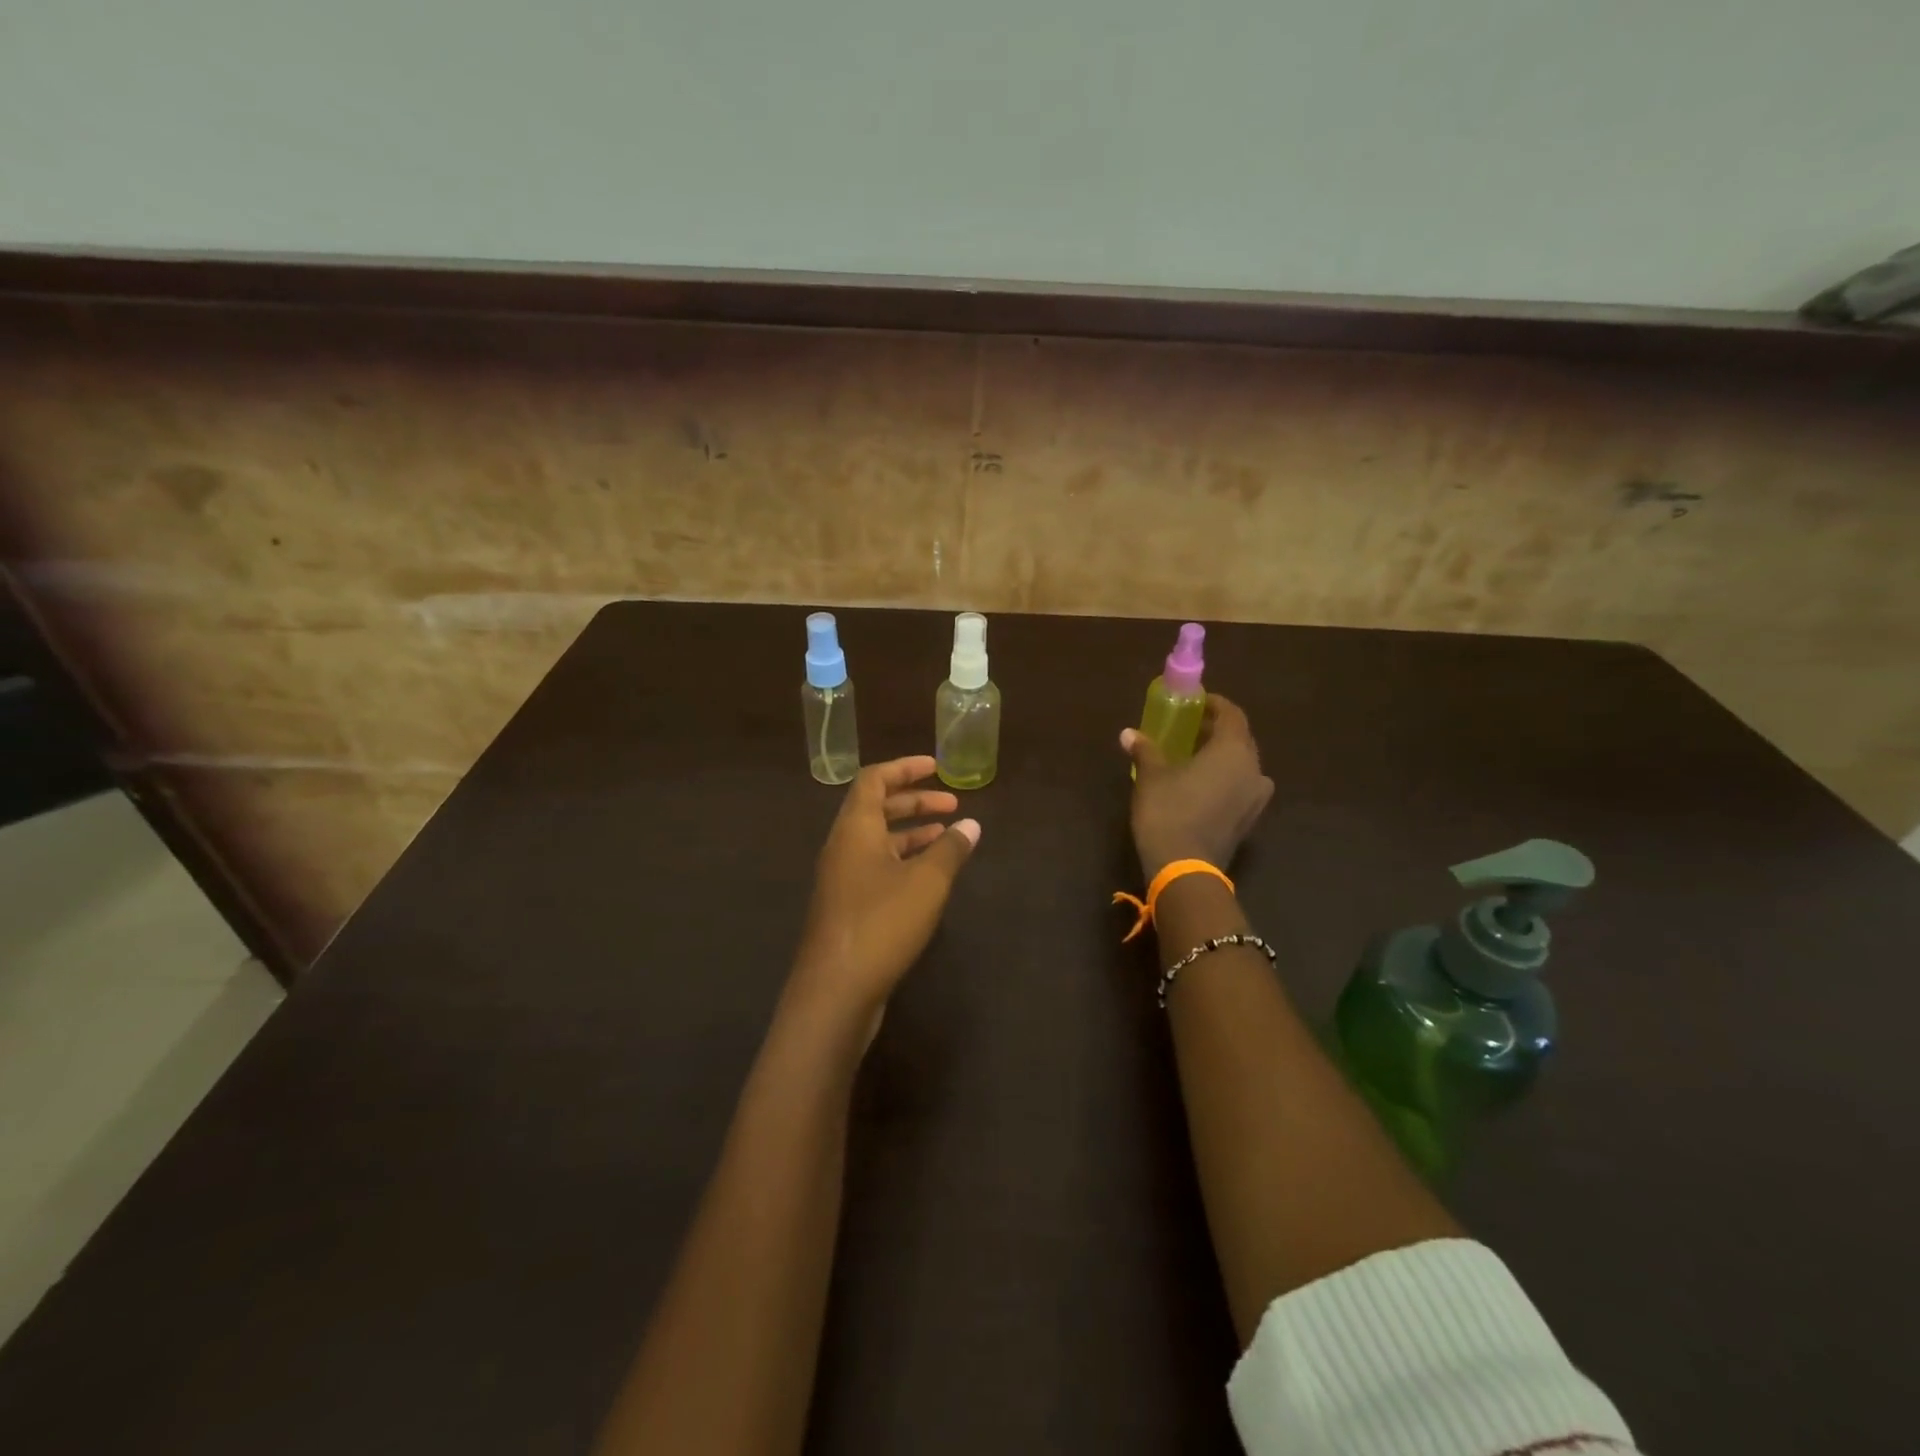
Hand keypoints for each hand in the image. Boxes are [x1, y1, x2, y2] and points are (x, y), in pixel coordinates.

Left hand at [787, 755, 979, 1031]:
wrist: (835, 991)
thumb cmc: (881, 923)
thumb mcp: (927, 882)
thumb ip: (950, 850)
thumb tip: (971, 824)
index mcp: (855, 829)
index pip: (874, 779)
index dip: (905, 768)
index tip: (936, 766)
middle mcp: (843, 847)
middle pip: (876, 808)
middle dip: (914, 801)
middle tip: (951, 804)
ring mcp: (841, 879)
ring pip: (877, 841)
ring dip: (911, 832)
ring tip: (947, 836)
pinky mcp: (846, 907)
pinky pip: (876, 867)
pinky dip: (903, 860)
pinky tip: (929, 876)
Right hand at [1121, 693, 1273, 879]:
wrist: (1184, 869)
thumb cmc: (1169, 812)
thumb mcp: (1151, 776)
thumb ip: (1145, 750)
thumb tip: (1129, 734)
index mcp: (1233, 751)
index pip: (1232, 715)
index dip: (1214, 704)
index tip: (1195, 703)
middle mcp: (1254, 770)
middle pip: (1240, 739)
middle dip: (1217, 731)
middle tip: (1190, 729)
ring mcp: (1255, 798)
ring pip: (1242, 765)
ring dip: (1222, 757)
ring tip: (1194, 758)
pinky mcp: (1249, 820)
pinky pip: (1240, 787)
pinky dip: (1225, 779)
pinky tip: (1200, 786)